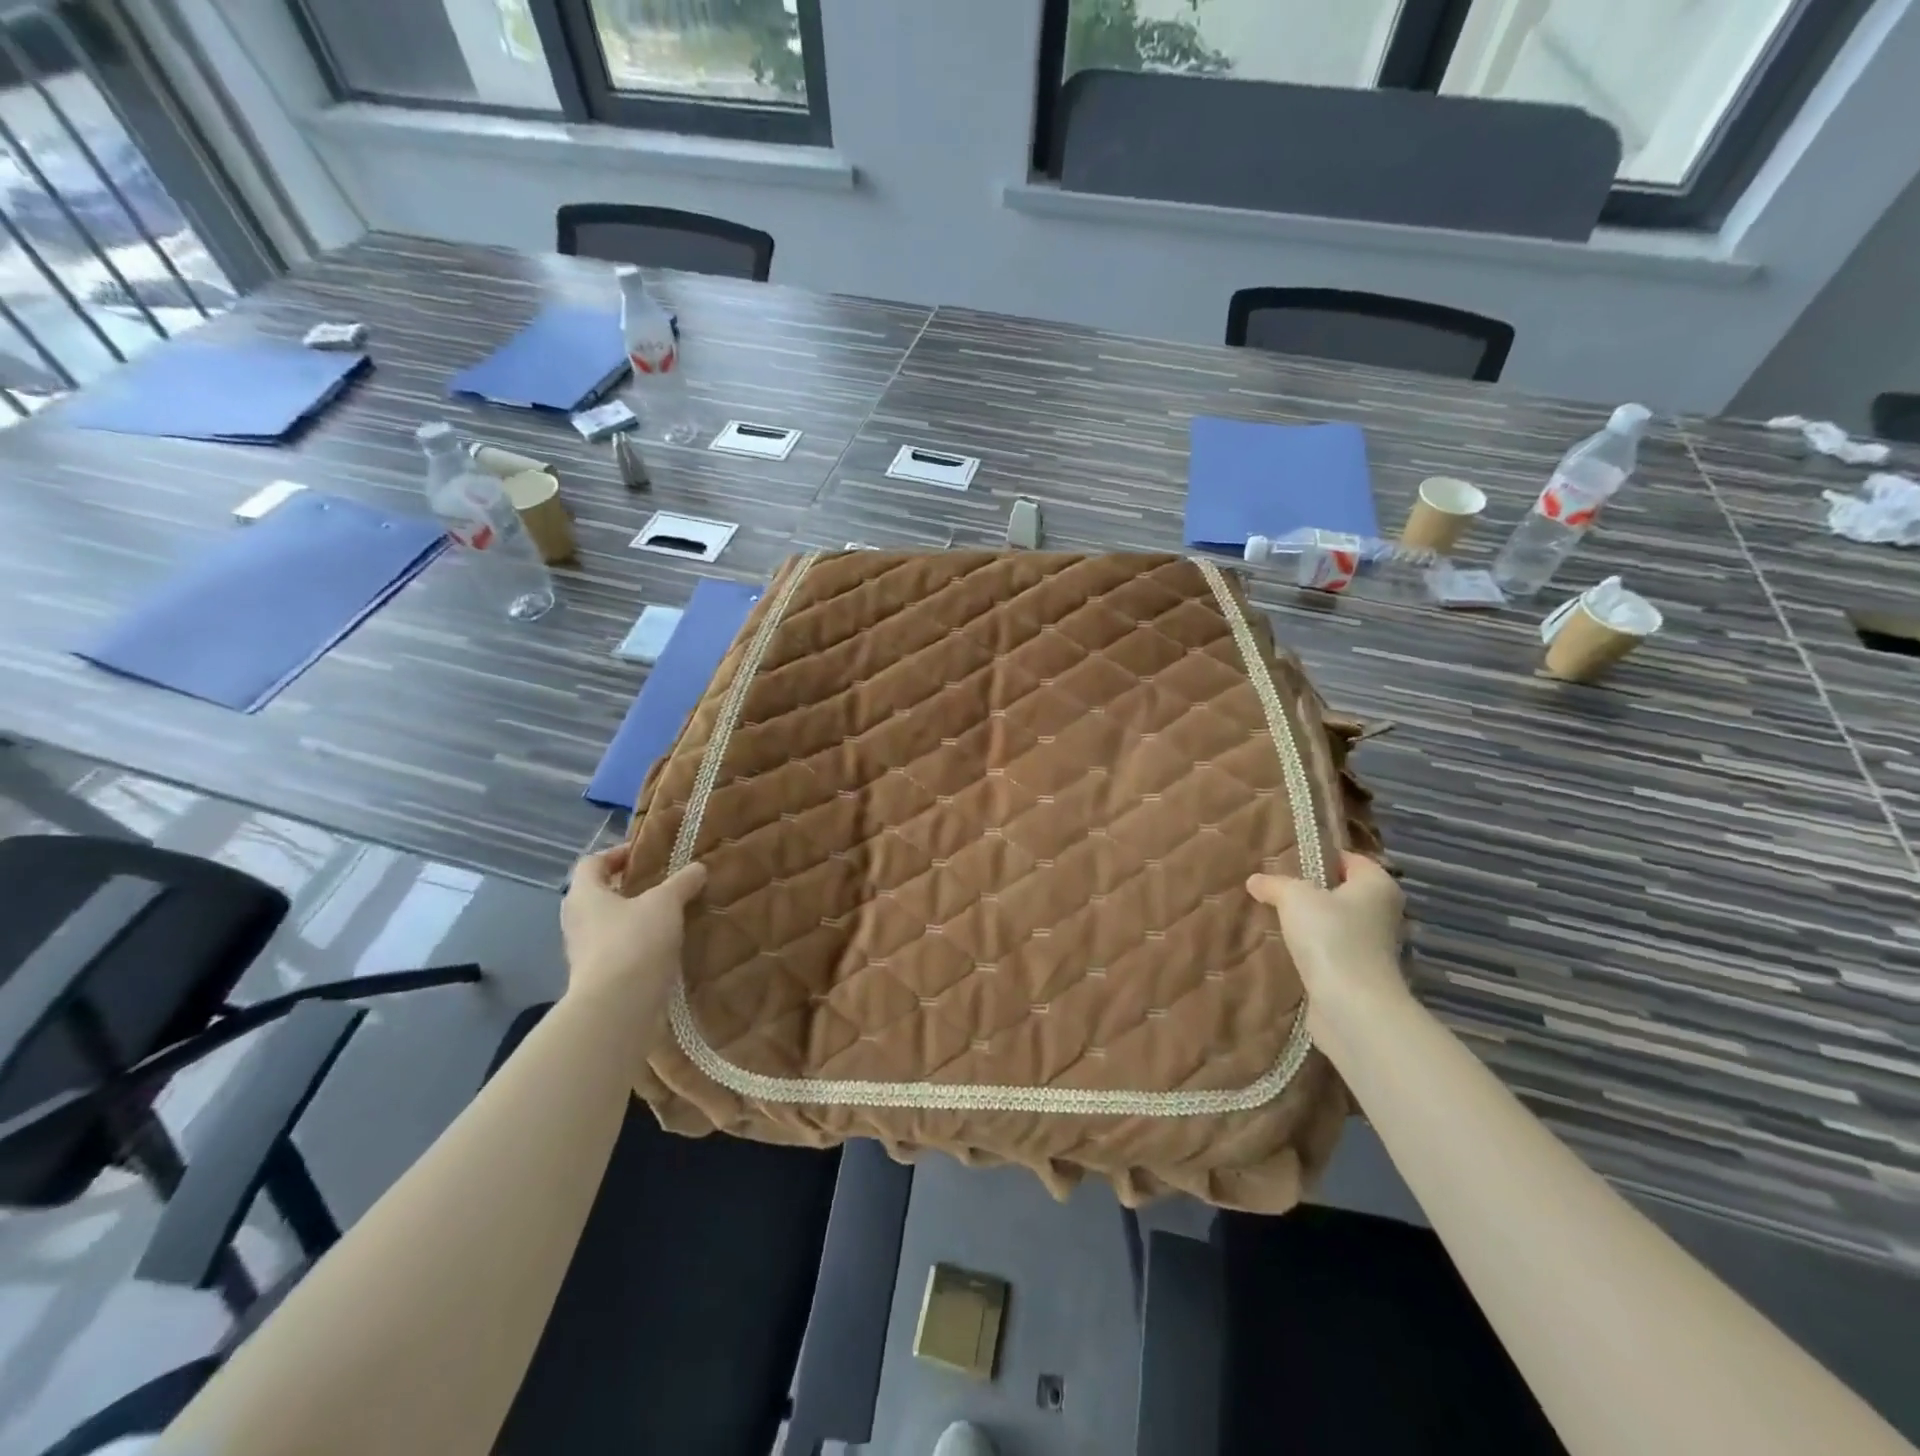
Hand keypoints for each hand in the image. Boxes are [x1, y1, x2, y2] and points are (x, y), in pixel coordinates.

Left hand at [560, 844, 705, 1036]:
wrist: (618, 1007)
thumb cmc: (634, 941)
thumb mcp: (665, 903)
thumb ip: (681, 883)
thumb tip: (698, 868)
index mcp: (584, 894)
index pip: (591, 863)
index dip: (616, 854)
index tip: (644, 854)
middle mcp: (576, 921)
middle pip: (598, 894)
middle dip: (627, 887)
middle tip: (660, 884)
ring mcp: (583, 952)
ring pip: (608, 924)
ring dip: (633, 918)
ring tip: (668, 915)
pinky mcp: (597, 978)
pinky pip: (617, 950)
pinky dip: (637, 944)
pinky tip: (664, 947)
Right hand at [1246, 853, 1407, 1038]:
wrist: (1351, 1006)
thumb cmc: (1331, 937)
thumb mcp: (1294, 897)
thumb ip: (1274, 884)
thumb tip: (1255, 880)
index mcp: (1378, 885)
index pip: (1349, 859)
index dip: (1318, 856)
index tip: (1285, 859)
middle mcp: (1381, 912)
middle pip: (1340, 892)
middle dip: (1308, 891)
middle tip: (1271, 886)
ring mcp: (1372, 946)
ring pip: (1332, 923)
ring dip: (1306, 923)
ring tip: (1269, 916)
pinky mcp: (1357, 974)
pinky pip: (1327, 951)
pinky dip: (1308, 949)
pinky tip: (1281, 946)